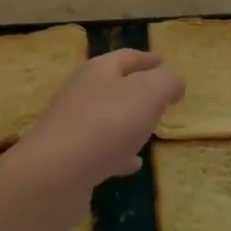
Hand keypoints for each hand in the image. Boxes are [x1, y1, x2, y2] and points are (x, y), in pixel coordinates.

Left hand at [11, 50, 183, 189]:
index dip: (148, 59)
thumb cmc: (107, 124)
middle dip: (137, 91)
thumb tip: (174, 83)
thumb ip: (166, 83)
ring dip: (127, 123)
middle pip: (113, 86)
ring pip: (107, 118)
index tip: (164, 61)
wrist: (56, 173)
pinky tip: (132, 164)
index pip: (127, 57)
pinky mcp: (69, 157)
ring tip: (149, 131)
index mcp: (99, 71)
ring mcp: (72, 125)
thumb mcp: (149, 94)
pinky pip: (100, 149)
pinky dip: (118, 153)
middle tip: (160, 99)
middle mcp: (82, 92)